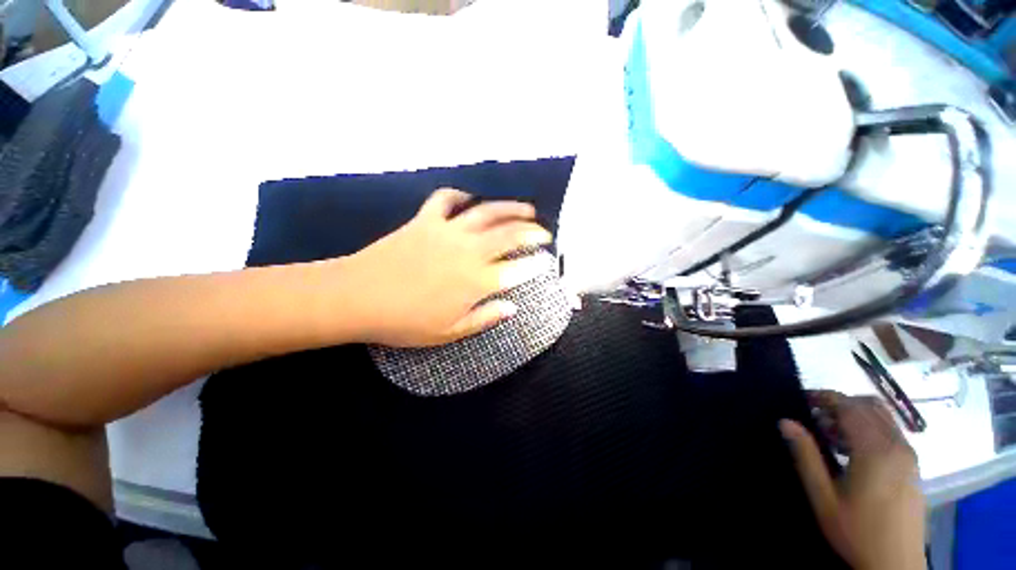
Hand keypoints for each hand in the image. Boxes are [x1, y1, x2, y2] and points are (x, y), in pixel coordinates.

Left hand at [337, 188, 552, 346]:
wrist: (358, 297)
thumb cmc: (405, 322)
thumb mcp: (449, 332)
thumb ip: (485, 319)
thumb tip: (513, 307)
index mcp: (475, 281)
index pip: (517, 269)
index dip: (536, 264)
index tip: (546, 261)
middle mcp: (468, 251)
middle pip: (509, 234)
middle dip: (533, 231)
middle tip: (545, 232)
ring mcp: (447, 231)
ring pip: (487, 212)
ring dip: (510, 208)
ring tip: (527, 208)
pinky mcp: (425, 220)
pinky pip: (446, 200)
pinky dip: (460, 196)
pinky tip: (469, 199)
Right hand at [780, 392, 925, 569]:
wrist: (896, 563)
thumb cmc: (856, 530)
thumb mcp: (823, 496)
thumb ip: (805, 455)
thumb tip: (785, 421)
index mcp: (876, 450)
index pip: (850, 406)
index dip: (825, 397)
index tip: (803, 399)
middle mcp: (897, 446)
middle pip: (868, 406)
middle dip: (839, 404)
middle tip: (815, 418)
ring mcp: (909, 455)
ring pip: (882, 417)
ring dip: (855, 416)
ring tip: (831, 435)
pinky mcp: (913, 465)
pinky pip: (891, 432)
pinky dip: (869, 428)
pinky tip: (853, 451)